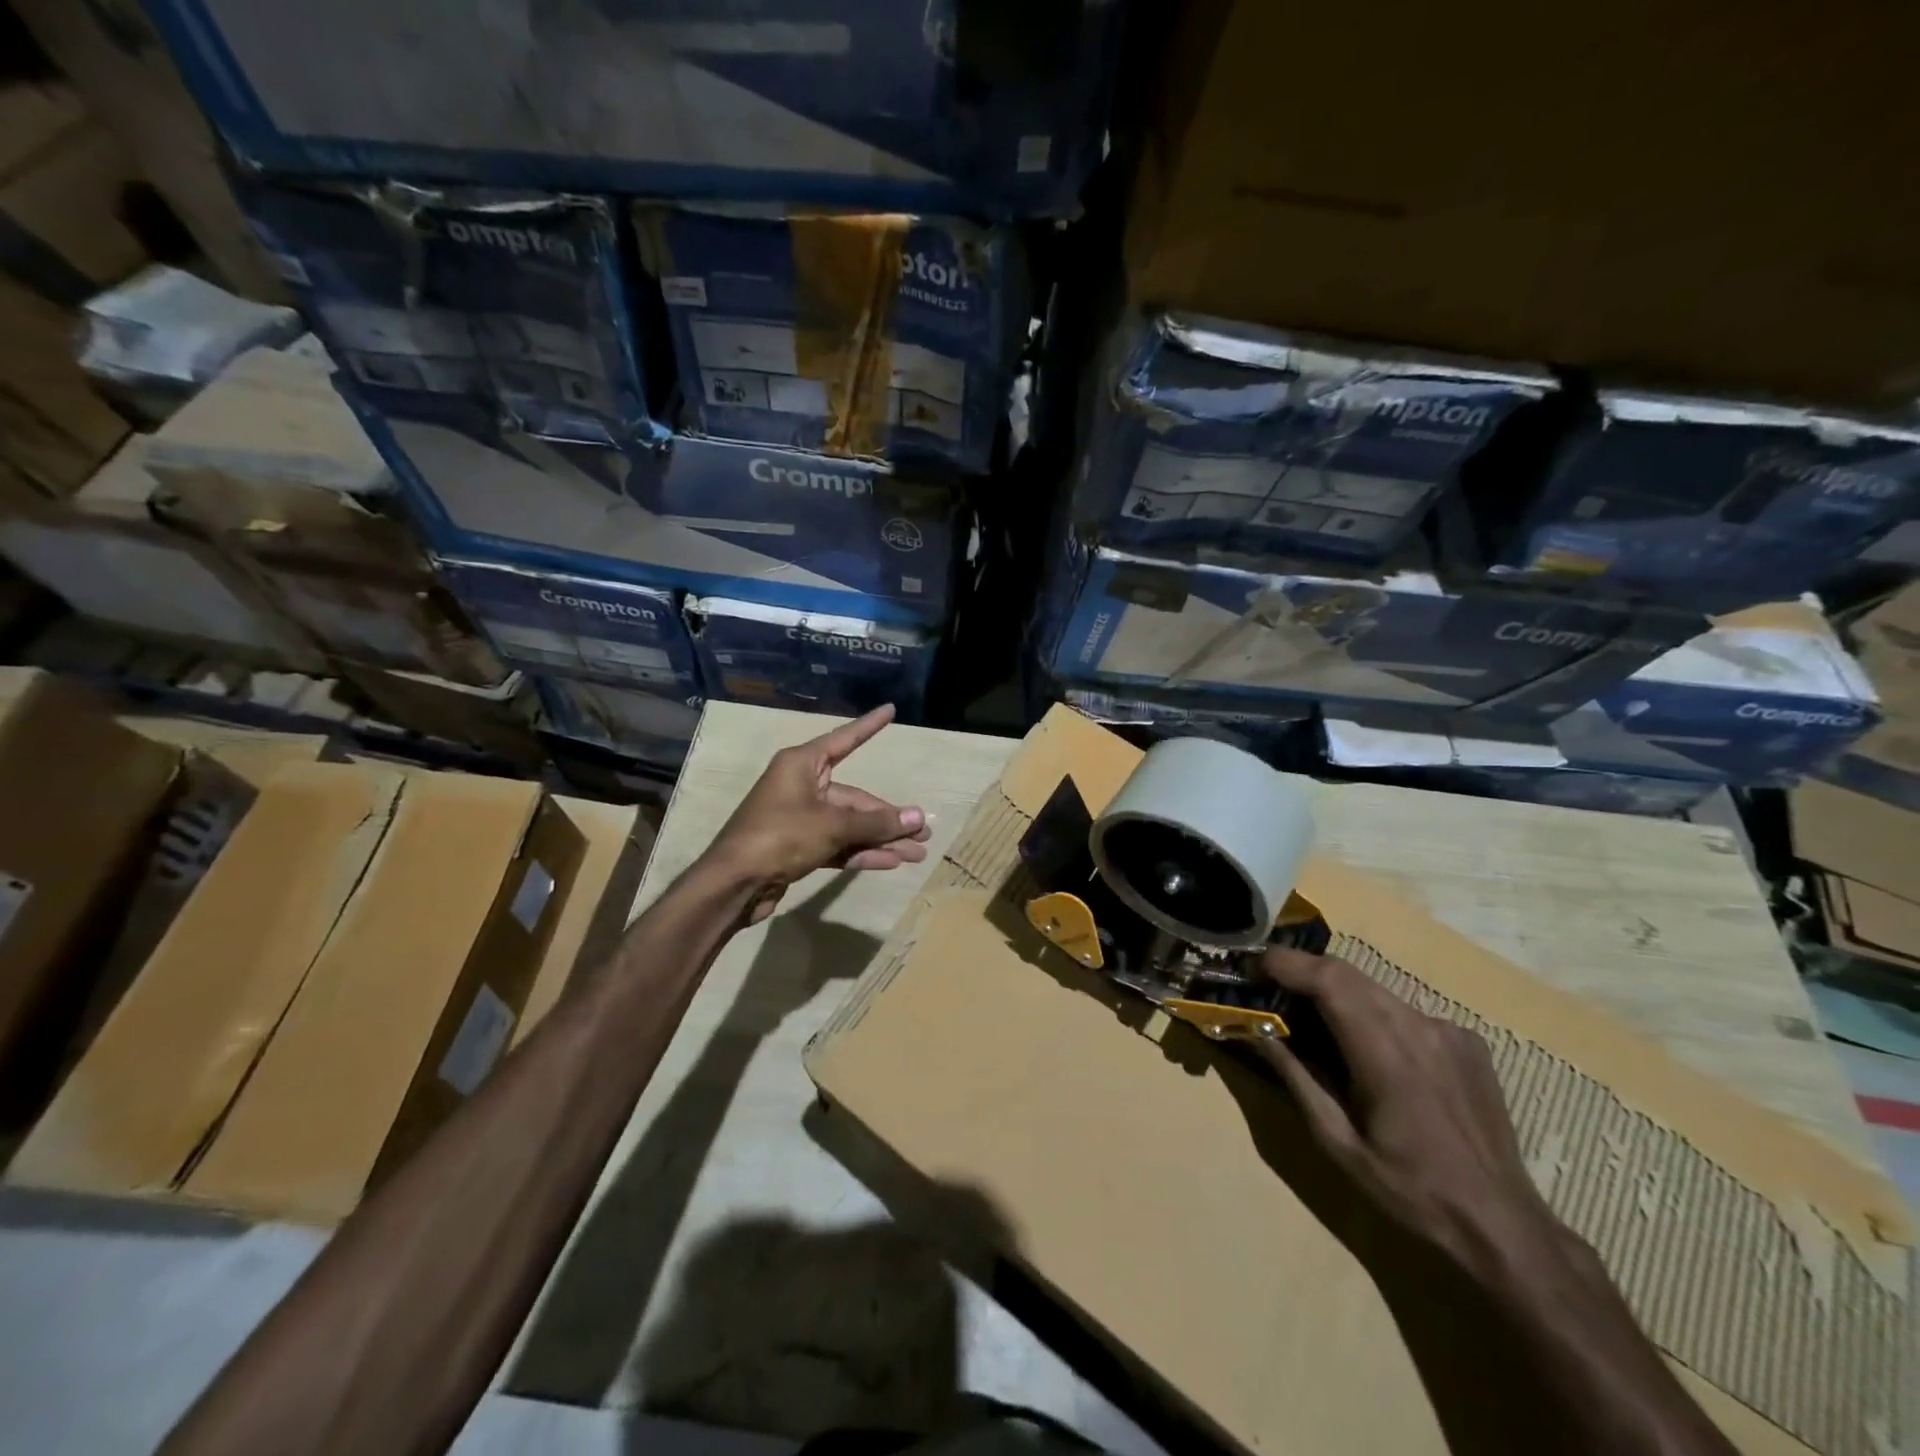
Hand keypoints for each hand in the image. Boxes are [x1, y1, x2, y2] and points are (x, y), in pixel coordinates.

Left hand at [707, 705, 930, 923]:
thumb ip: (876, 822)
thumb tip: (917, 817)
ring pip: (849, 824)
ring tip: (917, 854)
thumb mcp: (832, 825)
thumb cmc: (780, 837)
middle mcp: (802, 786)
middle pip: (855, 798)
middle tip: (924, 832)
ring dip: (881, 839)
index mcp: (802, 765)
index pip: (844, 740)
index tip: (890, 710)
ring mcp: (800, 818)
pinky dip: (861, 852)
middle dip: (889, 817)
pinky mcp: (799, 847)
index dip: (869, 727)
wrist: (734, 884)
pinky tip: (890, 862)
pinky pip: (838, 843)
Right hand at [1255, 949, 1565, 1277]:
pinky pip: (1406, 1012)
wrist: (1504, 1226)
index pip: (1329, 979)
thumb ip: (1296, 1077)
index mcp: (1386, 1053)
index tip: (1252, 967)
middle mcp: (1420, 1027)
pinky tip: (1372, 1055)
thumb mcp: (1337, 1142)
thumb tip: (1257, 1031)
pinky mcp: (1467, 1041)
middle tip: (1270, 988)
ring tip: (1313, 1020)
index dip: (1286, 963)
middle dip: (1303, 972)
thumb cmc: (1410, 1190)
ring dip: (1337, 993)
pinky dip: (1374, 1016)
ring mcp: (1449, 1031)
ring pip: (1376, 990)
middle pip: (1349, 974)